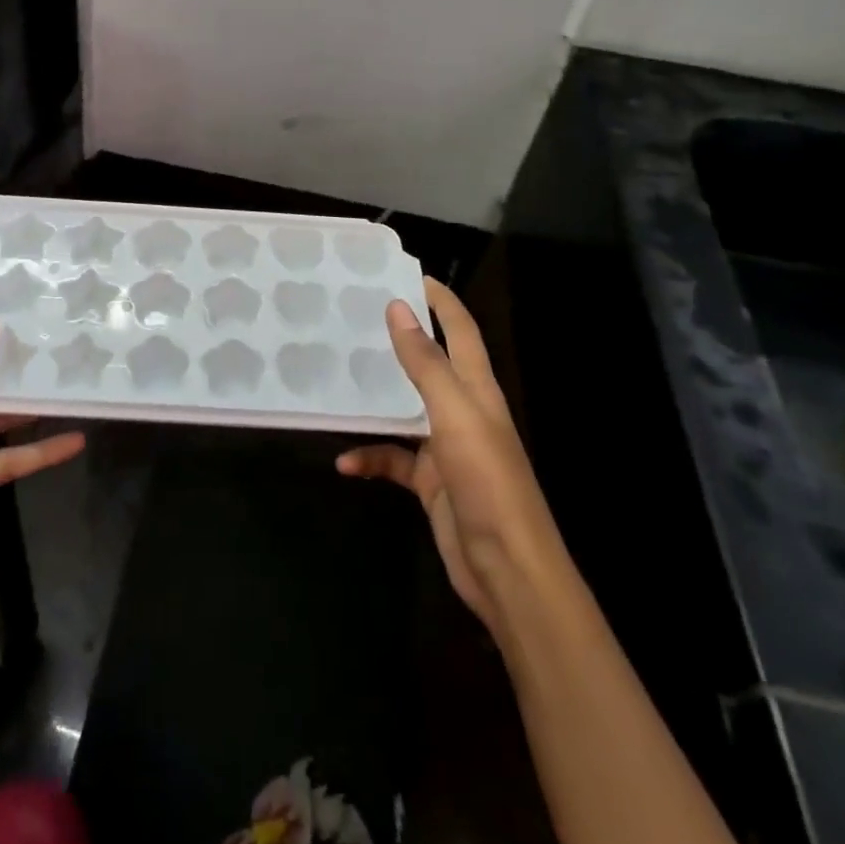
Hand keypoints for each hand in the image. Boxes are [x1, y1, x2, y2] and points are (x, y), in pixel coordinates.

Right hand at [336, 278, 567, 637]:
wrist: (508, 571)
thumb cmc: (488, 482)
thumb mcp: (454, 414)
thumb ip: (425, 362)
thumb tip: (398, 308)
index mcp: (477, 389)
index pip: (460, 329)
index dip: (440, 299)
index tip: (406, 272)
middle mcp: (462, 410)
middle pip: (430, 363)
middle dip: (399, 338)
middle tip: (356, 315)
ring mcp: (445, 447)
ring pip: (403, 409)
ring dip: (375, 398)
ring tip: (336, 377)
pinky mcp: (430, 481)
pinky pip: (392, 459)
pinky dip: (369, 458)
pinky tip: (344, 463)